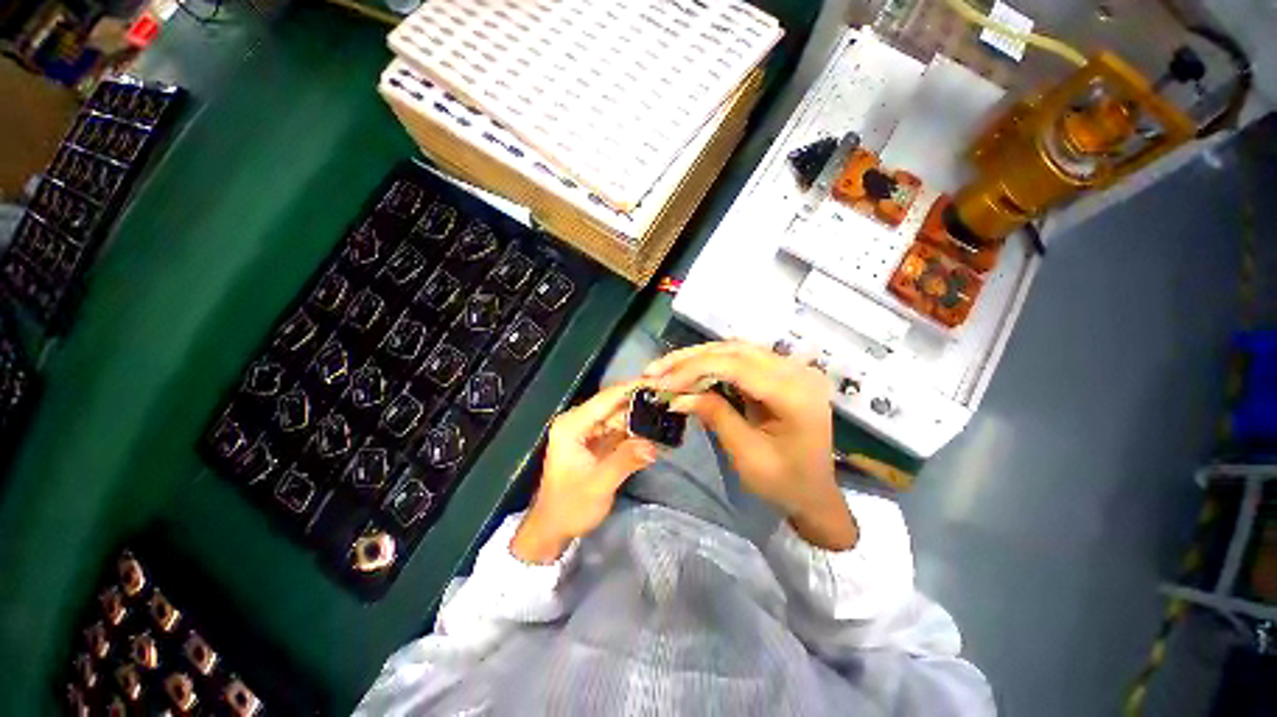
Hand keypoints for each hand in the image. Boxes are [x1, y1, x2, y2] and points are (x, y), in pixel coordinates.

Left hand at [511, 381, 659, 563]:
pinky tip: (656, 430)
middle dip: (642, 401)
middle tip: (671, 398)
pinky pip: (620, 429)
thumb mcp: (598, 485)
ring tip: (669, 411)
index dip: (634, 387)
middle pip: (615, 404)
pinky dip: (637, 430)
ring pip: (620, 415)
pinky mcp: (597, 441)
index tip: (661, 382)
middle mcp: (579, 421)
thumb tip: (654, 445)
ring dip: (642, 416)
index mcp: (572, 425)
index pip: (607, 398)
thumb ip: (625, 461)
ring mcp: (588, 431)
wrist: (553, 528)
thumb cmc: (569, 507)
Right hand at [645, 342, 856, 550]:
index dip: (695, 368)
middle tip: (656, 370)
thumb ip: (715, 415)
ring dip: (699, 357)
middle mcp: (797, 372)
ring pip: (736, 349)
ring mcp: (791, 369)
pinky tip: (690, 370)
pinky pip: (741, 358)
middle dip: (691, 358)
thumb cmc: (784, 482)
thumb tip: (677, 395)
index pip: (738, 366)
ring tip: (667, 368)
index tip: (661, 380)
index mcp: (795, 395)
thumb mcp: (746, 454)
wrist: (814, 492)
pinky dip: (712, 363)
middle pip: (735, 350)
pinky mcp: (781, 372)